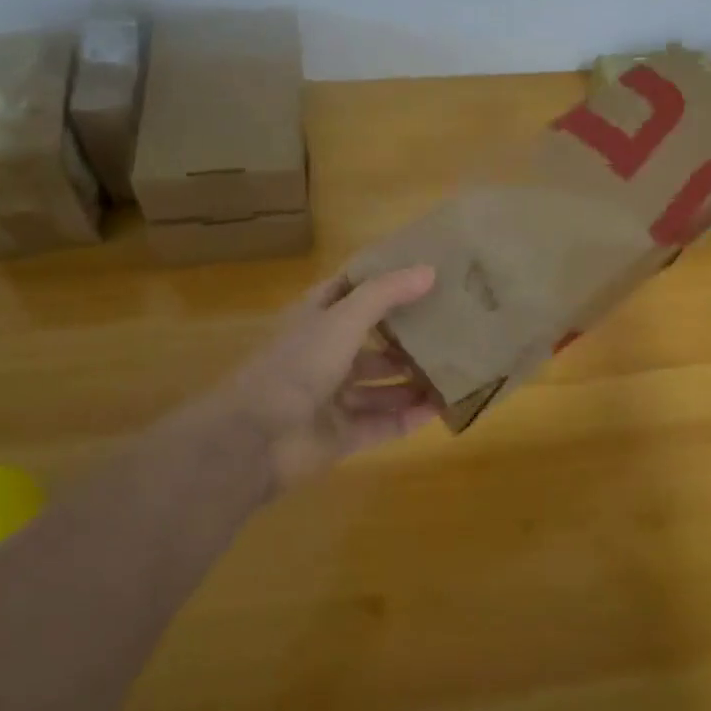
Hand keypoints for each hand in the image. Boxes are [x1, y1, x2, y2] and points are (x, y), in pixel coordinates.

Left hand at [219, 266, 441, 490]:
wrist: (255, 439)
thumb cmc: (297, 365)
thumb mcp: (342, 319)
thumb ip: (385, 295)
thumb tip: (430, 270)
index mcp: (316, 321)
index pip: (349, 292)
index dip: (381, 281)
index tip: (423, 273)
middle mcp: (324, 356)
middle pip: (372, 343)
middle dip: (407, 338)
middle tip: (452, 329)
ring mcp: (332, 399)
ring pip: (381, 386)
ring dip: (413, 381)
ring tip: (455, 371)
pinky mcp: (342, 436)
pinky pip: (383, 423)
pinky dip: (410, 417)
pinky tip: (442, 408)